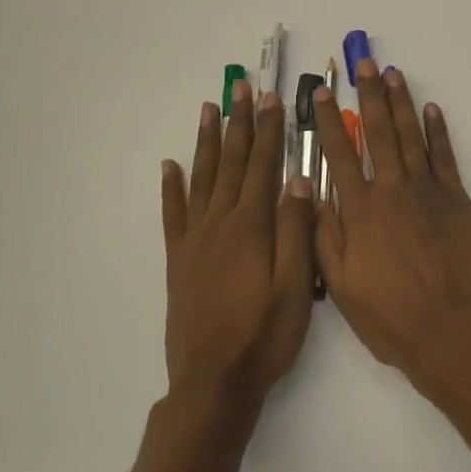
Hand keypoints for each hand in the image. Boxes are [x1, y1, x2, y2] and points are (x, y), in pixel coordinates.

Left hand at [161, 82, 314, 414]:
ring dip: (206, 142)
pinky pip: (173, 215)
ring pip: (201, 179)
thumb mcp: (297, 286)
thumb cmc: (265, 335)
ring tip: (209, 109)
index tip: (271, 99)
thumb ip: (298, 230)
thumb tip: (300, 179)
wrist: (214, 383)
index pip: (263, 166)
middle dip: (239, 123)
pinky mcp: (179, 261)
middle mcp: (219, 224)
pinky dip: (171, 187)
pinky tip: (170, 166)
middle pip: (231, 162)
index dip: (269, 130)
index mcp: (251, 227)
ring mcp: (195, 241)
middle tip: (240, 88)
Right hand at [311, 61, 470, 385]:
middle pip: (377, 132)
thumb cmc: (390, 316)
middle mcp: (392, 190)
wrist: (451, 330)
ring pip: (410, 136)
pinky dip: (438, 130)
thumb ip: (324, 236)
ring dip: (401, 102)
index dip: (328, 121)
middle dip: (368, 95)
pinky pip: (445, 156)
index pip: (339, 154)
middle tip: (363, 65)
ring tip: (392, 74)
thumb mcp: (340, 285)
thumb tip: (310, 194)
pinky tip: (431, 110)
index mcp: (360, 211)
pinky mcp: (457, 198)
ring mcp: (428, 190)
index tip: (321, 93)